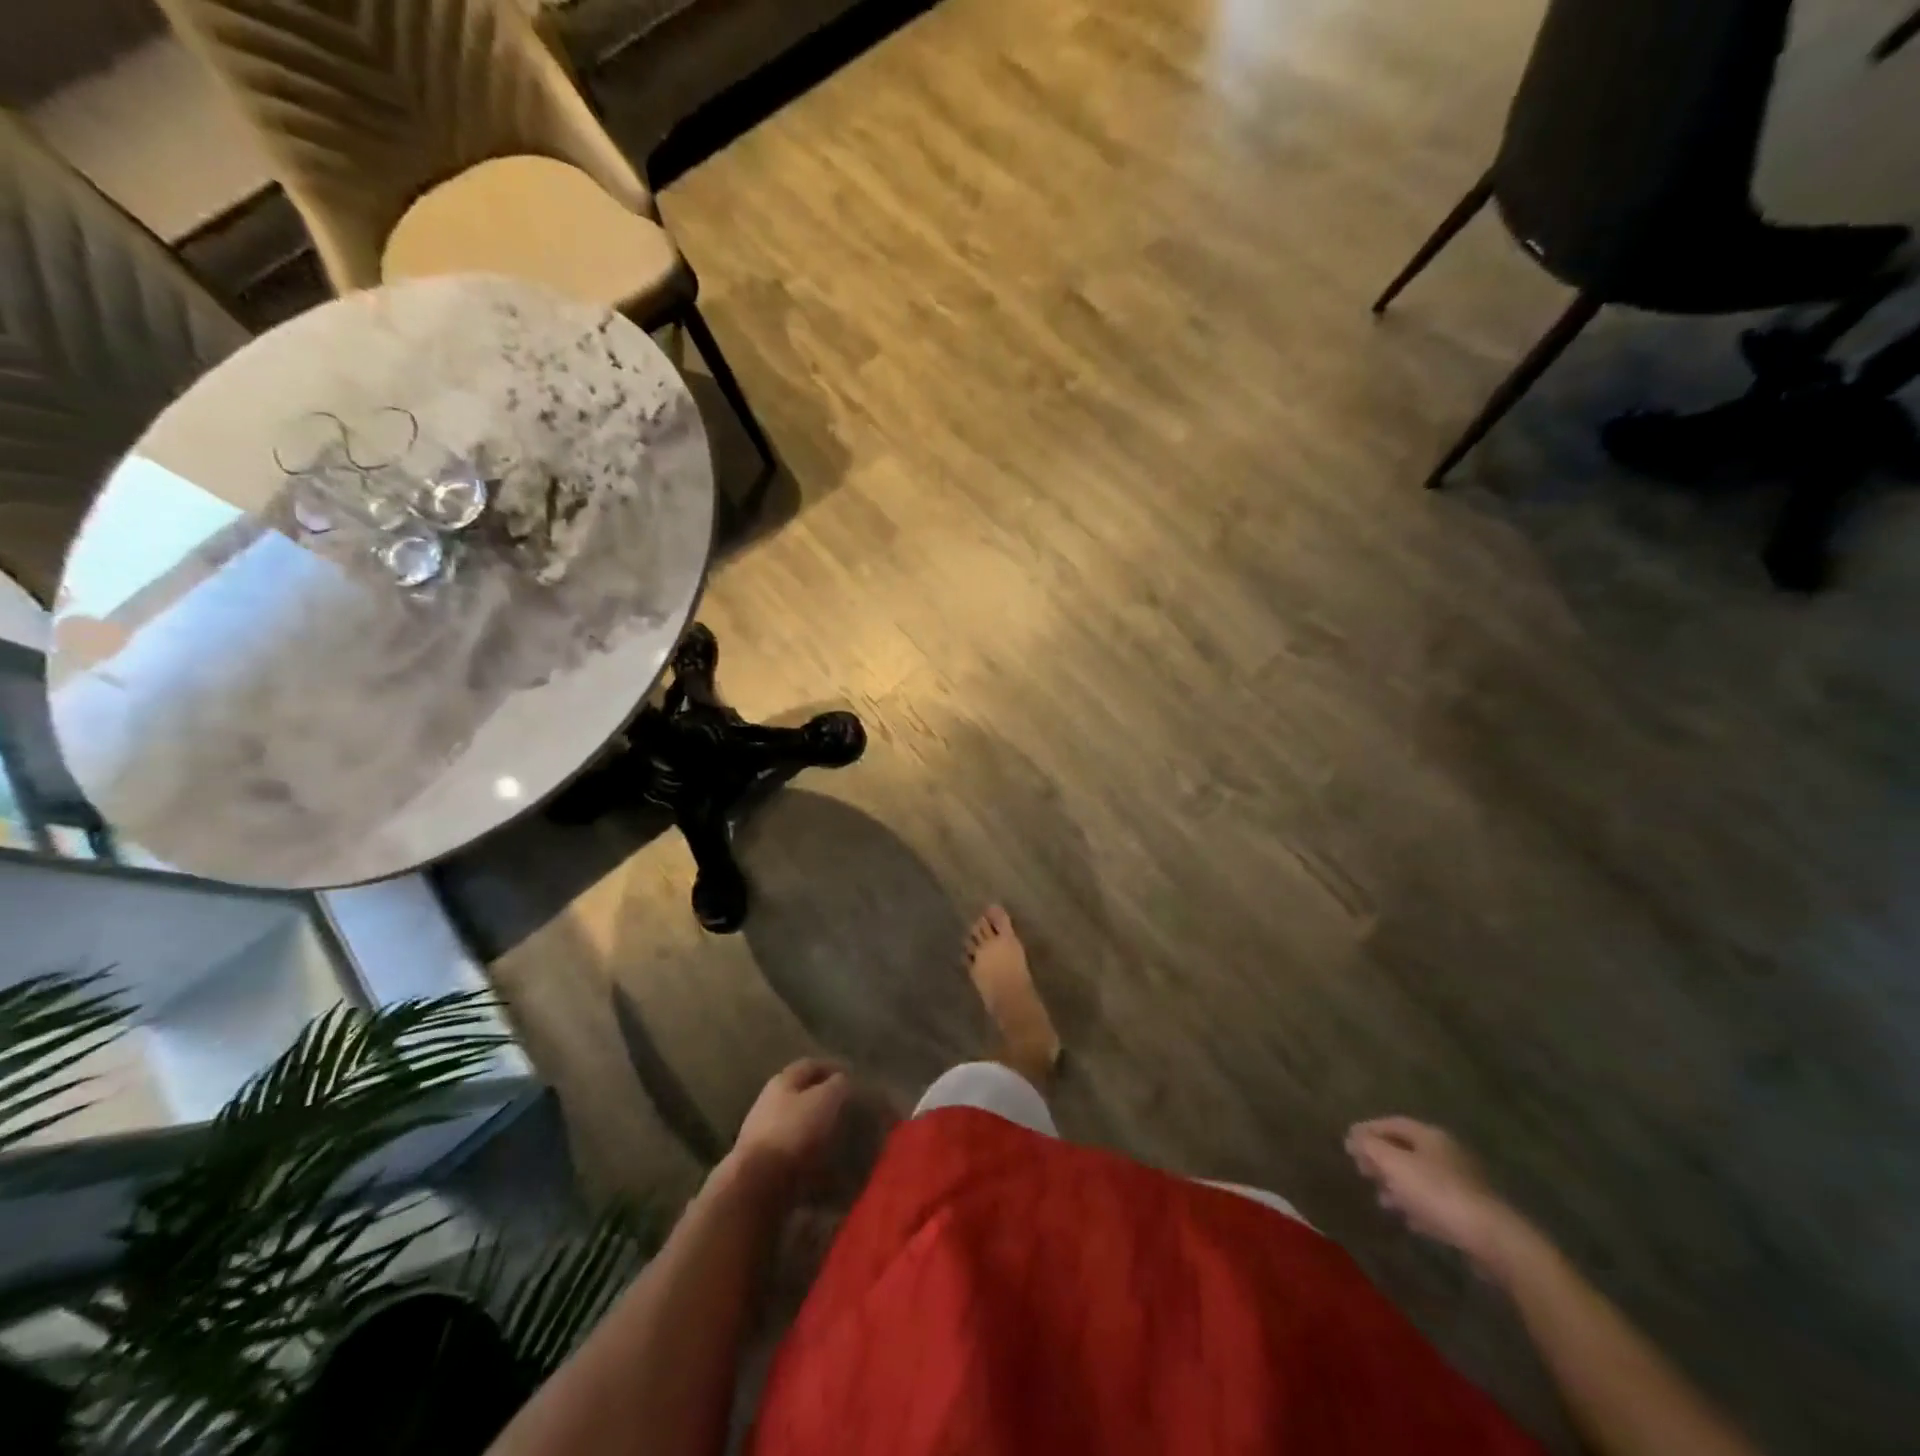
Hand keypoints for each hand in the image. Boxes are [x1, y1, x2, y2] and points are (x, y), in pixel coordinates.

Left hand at [728, 1059, 851, 1192]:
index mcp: (782, 1081)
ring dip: (814, 1125)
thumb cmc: (794, 1131)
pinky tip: (823, 1160)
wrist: (758, 1183)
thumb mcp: (825, 1100)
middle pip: (799, 1093)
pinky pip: (792, 1150)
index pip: (809, 1065)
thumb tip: (842, 1080)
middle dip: (821, 1096)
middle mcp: (768, 1102)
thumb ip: (837, 1085)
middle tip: (845, 1104)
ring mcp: (763, 1133)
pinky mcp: (763, 1163)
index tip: (850, 1074)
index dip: (831, 1066)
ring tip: (837, 1134)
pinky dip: (808, 1151)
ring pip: (795, 1122)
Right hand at [1346, 1117, 1529, 1273]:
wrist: (1492, 1238)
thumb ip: (1370, 1147)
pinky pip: (1435, 1201)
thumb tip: (1352, 1137)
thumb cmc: (1437, 1192)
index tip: (1348, 1142)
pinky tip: (1407, 1219)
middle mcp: (1447, 1153)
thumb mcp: (1394, 1164)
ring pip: (1420, 1176)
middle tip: (1361, 1169)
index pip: (1392, 1123)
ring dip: (1397, 1184)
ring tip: (1380, 1198)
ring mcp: (1462, 1182)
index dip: (1368, 1130)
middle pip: (1406, 1149)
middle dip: (1381, 1158)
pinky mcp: (1470, 1211)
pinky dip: (1416, 1205)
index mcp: (1430, 1136)